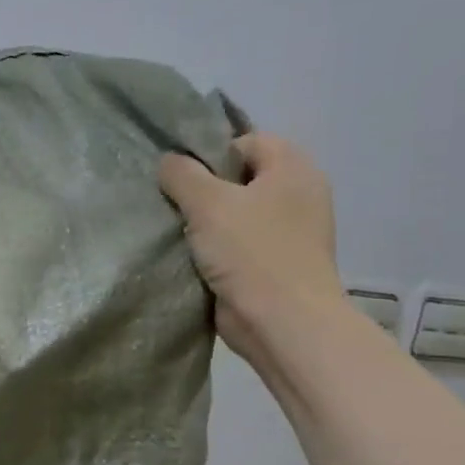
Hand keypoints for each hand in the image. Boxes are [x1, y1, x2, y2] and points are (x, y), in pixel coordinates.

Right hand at [158, 133, 345, 365]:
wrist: (282, 323)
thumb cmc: (252, 252)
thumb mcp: (208, 202)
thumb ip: (182, 174)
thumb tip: (168, 161)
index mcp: (293, 169)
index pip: (247, 142)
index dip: (212, 153)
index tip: (182, 177)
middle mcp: (297, 195)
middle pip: (239, 178)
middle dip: (203, 189)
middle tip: (172, 202)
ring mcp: (287, 232)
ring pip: (234, 213)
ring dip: (204, 221)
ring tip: (174, 229)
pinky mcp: (273, 263)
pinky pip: (236, 243)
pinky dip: (214, 247)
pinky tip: (188, 255)